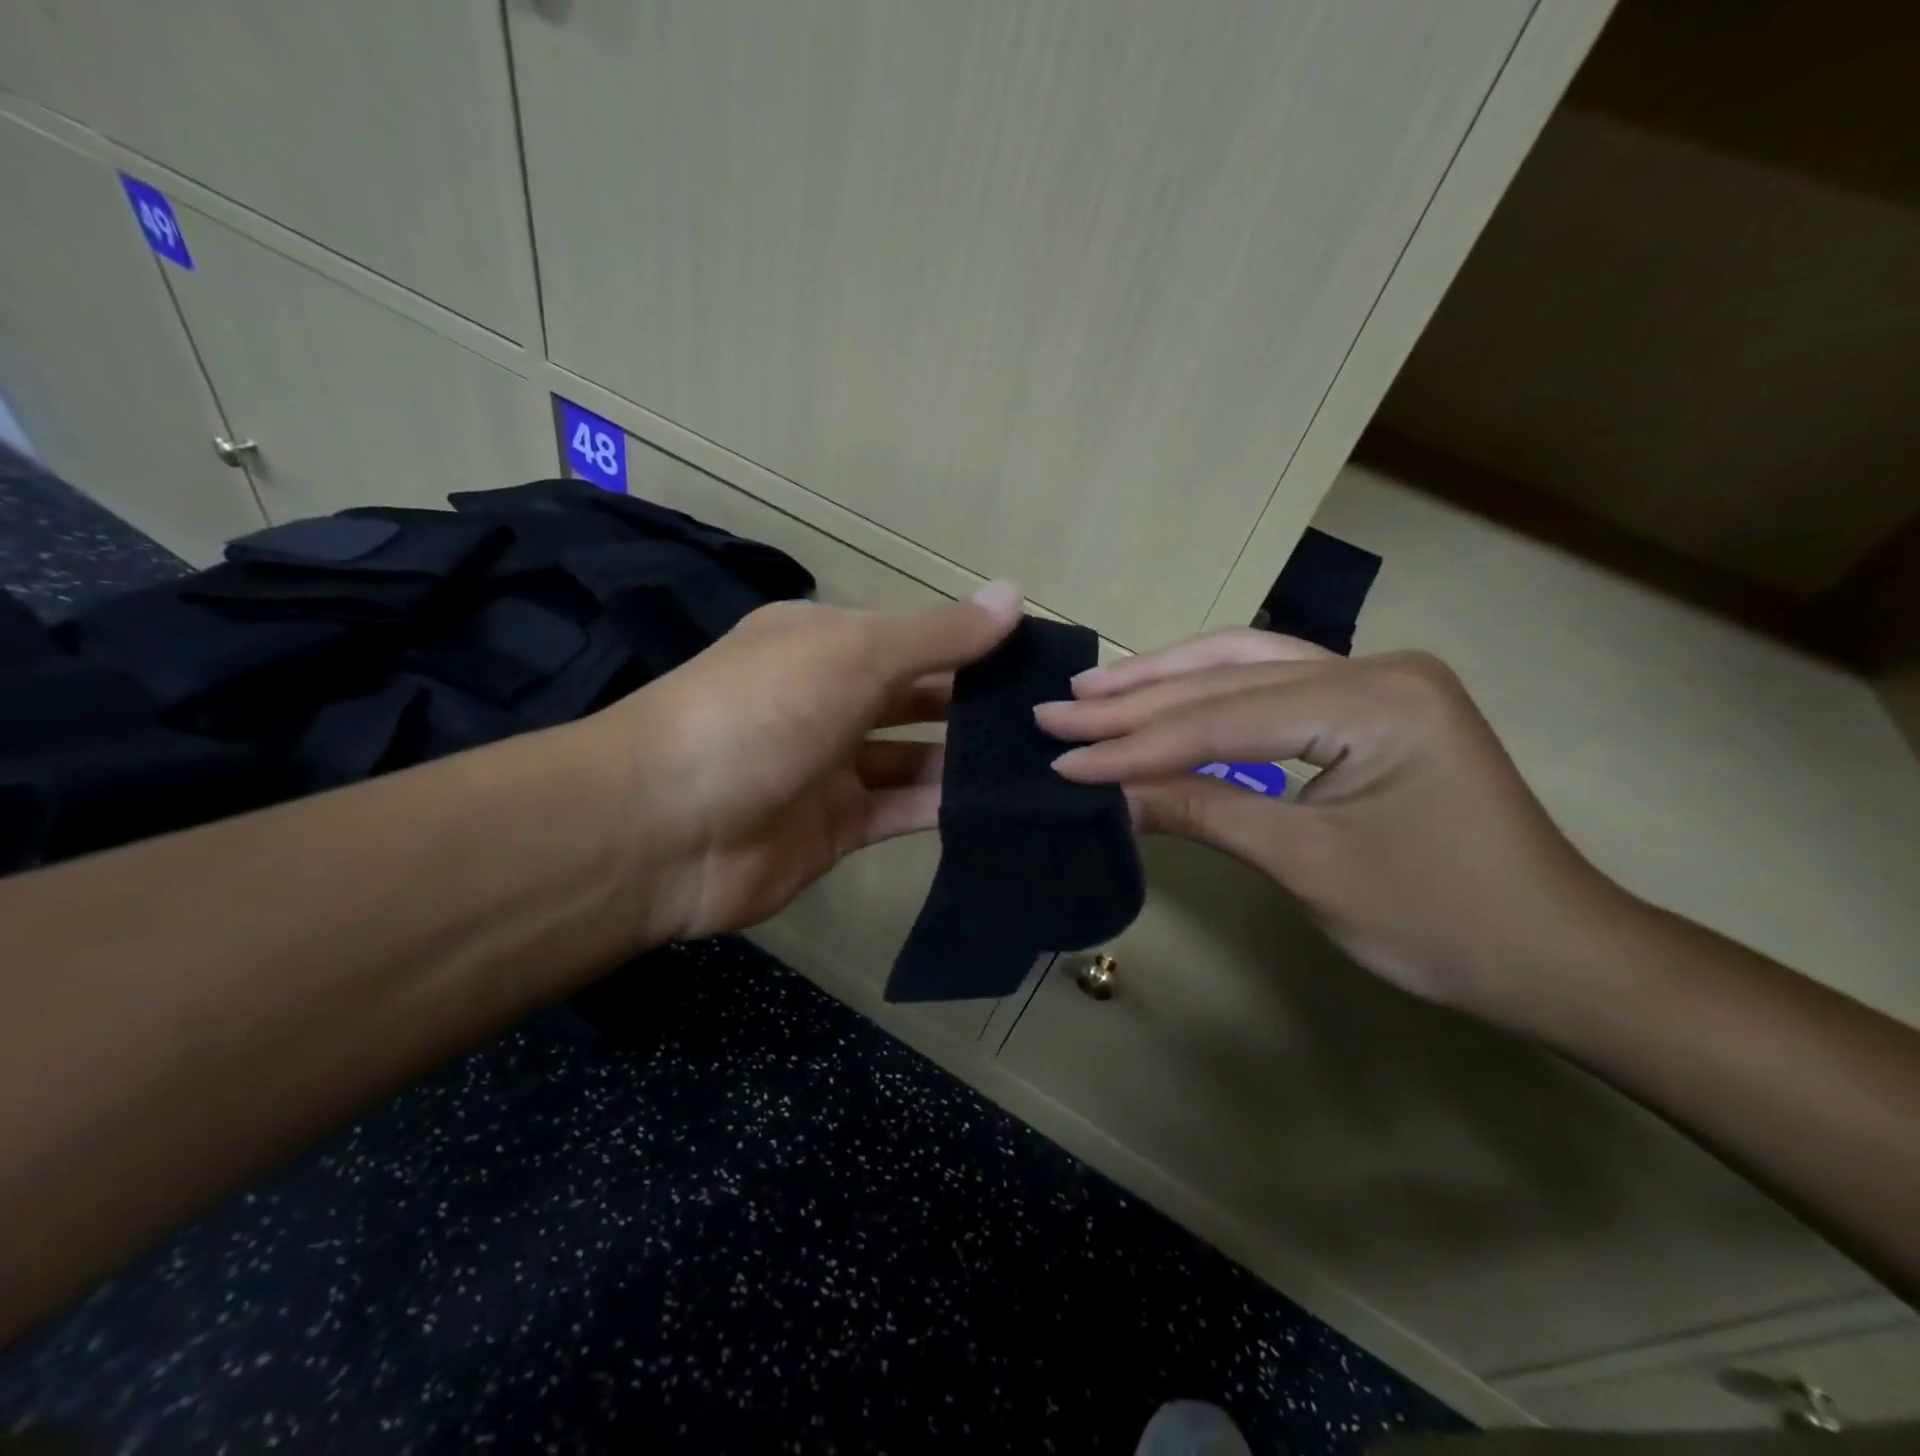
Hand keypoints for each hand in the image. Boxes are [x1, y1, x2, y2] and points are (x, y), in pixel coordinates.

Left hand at [588, 582, 1022, 941]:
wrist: (665, 828)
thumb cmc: (762, 713)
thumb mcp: (854, 654)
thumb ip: (938, 634)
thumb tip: (1014, 593)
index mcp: (824, 644)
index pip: (914, 637)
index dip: (974, 642)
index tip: (1040, 657)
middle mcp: (828, 700)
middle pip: (917, 696)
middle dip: (975, 702)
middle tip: (1051, 715)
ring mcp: (831, 768)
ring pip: (914, 758)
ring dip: (967, 759)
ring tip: (1040, 760)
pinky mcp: (836, 829)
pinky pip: (902, 811)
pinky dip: (944, 807)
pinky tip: (1000, 804)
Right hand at [1034, 629, 1630, 1020]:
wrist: (1554, 954)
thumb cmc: (1440, 921)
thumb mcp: (1307, 865)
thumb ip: (1202, 810)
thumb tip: (1106, 794)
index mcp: (1376, 700)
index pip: (1224, 718)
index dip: (1135, 743)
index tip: (1061, 756)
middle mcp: (1375, 667)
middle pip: (1229, 676)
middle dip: (1137, 699)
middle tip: (1057, 710)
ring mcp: (1375, 679)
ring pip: (1245, 663)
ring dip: (1165, 679)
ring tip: (1095, 690)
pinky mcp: (1368, 703)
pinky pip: (1271, 684)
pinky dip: (1207, 693)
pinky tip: (1163, 692)